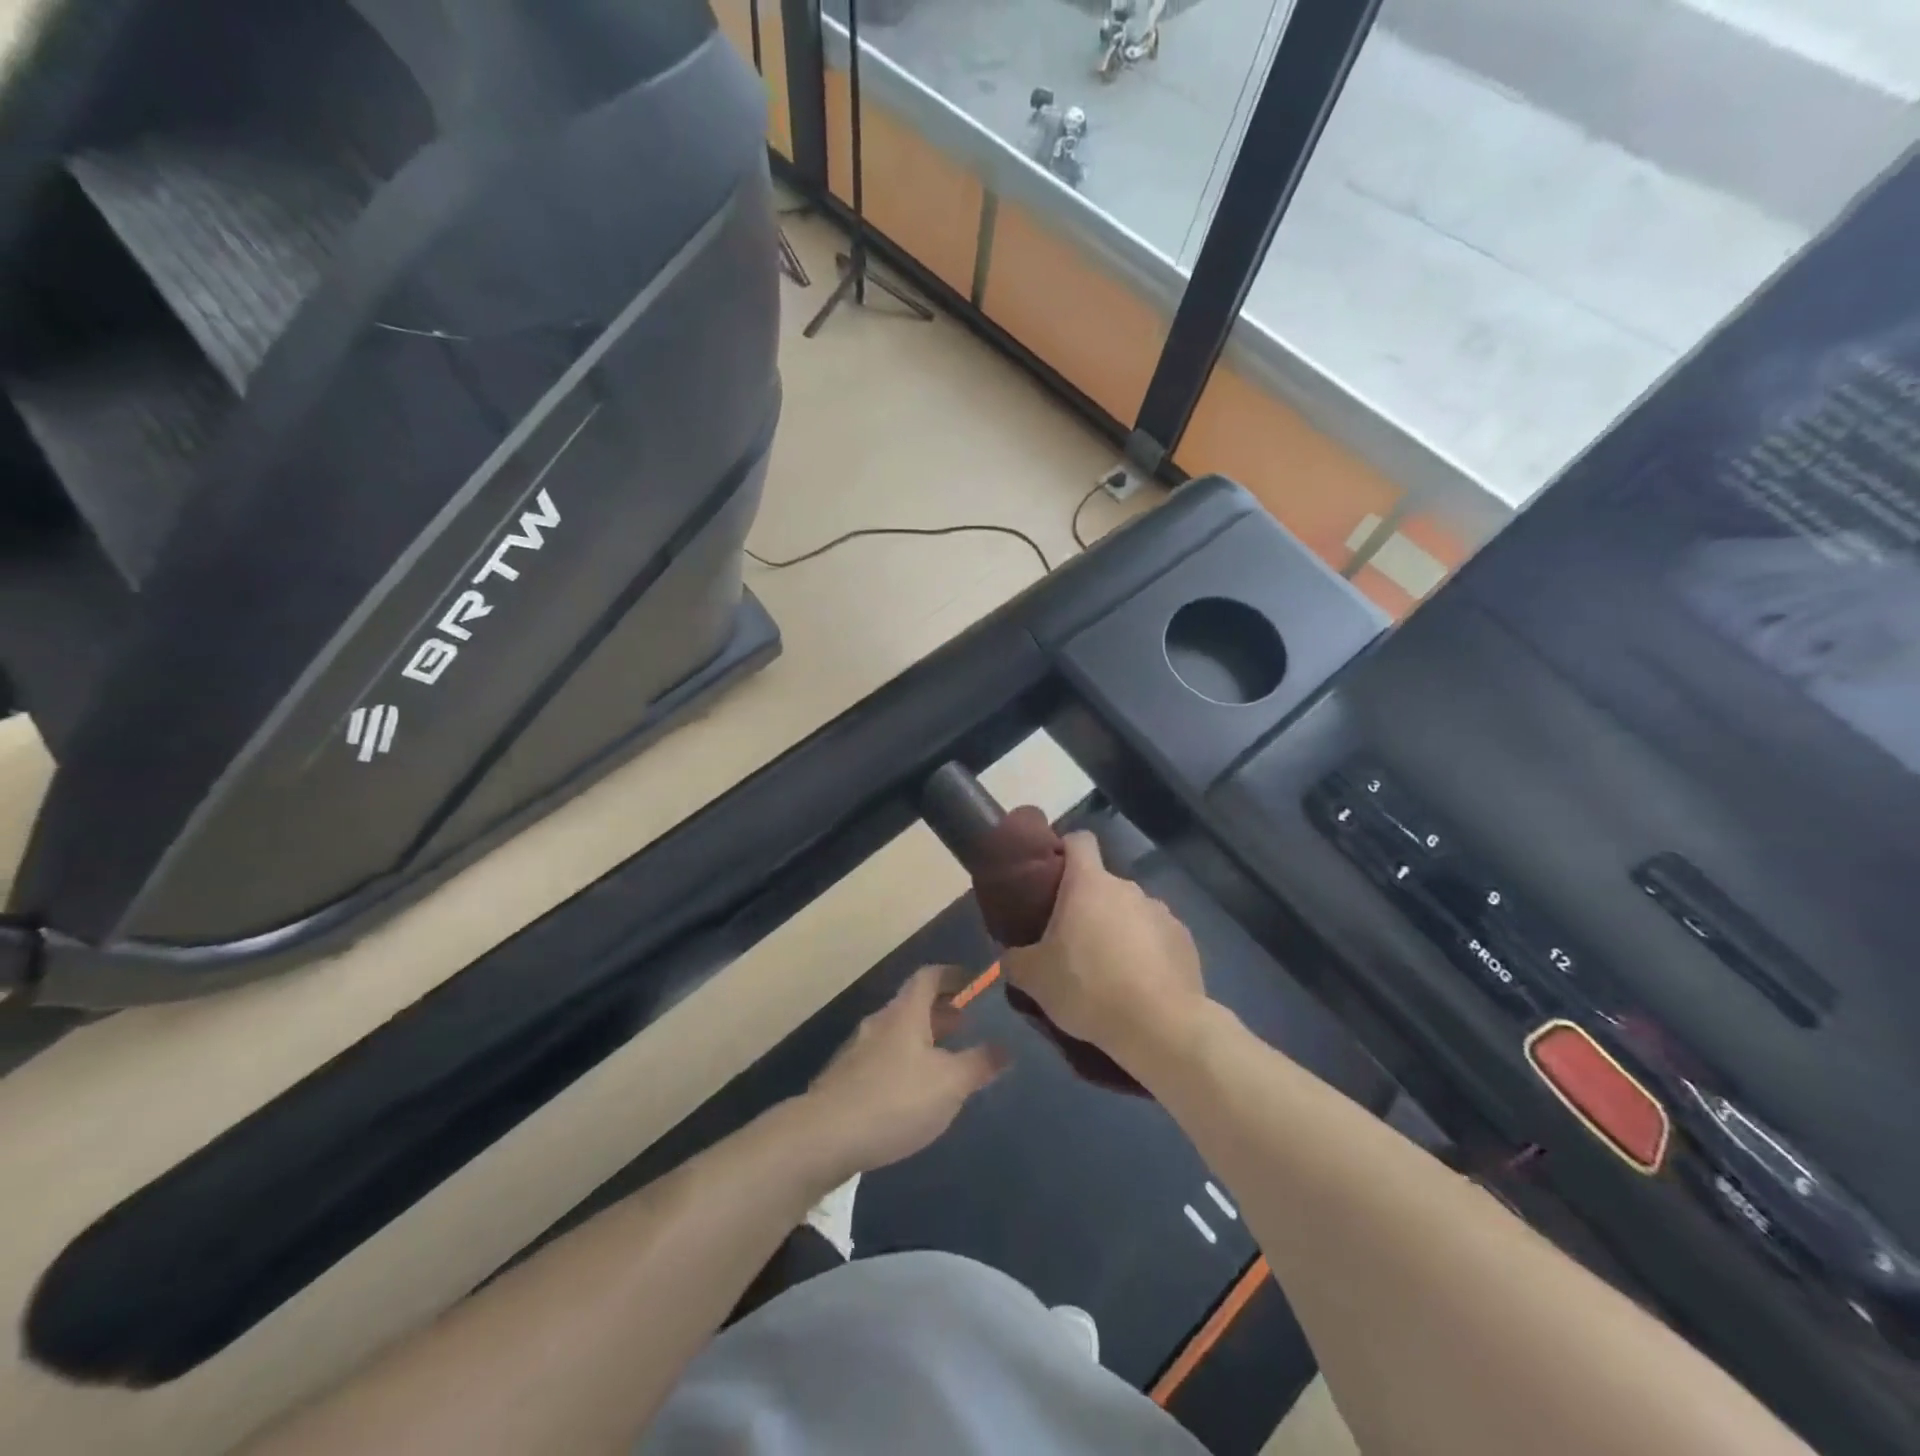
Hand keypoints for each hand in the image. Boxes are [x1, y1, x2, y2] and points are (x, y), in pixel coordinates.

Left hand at [799, 967, 1008, 1181]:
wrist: (824, 1137)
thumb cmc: (895, 1100)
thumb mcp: (950, 1083)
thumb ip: (980, 1063)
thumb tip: (1006, 1048)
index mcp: (905, 1013)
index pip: (929, 976)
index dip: (952, 975)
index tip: (973, 982)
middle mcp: (879, 1023)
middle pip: (912, 1005)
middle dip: (940, 1011)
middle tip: (965, 1025)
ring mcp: (858, 1051)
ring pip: (897, 1033)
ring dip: (922, 1038)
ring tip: (944, 1060)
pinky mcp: (844, 1080)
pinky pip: (883, 1058)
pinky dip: (904, 1062)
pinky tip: (912, 1092)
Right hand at [1002, 832, 1206, 1073]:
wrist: (1159, 1026)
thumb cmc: (1088, 987)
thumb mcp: (1034, 979)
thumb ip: (1016, 960)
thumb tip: (1011, 957)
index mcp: (1089, 884)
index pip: (1079, 840)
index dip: (1065, 850)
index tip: (1053, 875)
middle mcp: (1128, 888)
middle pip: (1103, 884)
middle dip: (1088, 906)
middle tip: (1072, 942)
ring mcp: (1161, 912)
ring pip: (1131, 912)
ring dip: (1119, 930)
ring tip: (1109, 970)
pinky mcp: (1184, 940)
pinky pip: (1157, 937)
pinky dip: (1147, 952)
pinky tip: (1140, 984)